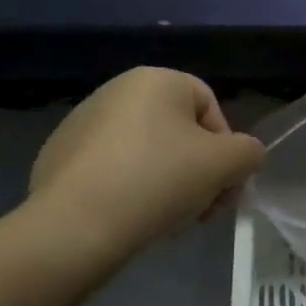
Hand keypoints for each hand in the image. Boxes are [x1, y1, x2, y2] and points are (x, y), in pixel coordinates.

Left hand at [23, 68, 265, 274]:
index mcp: (156, 79)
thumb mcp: (226, 164)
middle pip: (177, 130)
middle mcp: (116, 90)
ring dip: (164, 180)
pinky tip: (127, 218)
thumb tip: (244, 156)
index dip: (226, 150)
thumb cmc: (158, 180)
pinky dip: (126, 188)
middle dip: (196, 170)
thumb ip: (248, 152)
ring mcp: (81, 122)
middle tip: (199, 210)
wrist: (75, 225)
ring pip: (144, 150)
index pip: (210, 108)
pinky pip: (109, 168)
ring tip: (164, 219)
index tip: (223, 189)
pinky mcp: (57, 156)